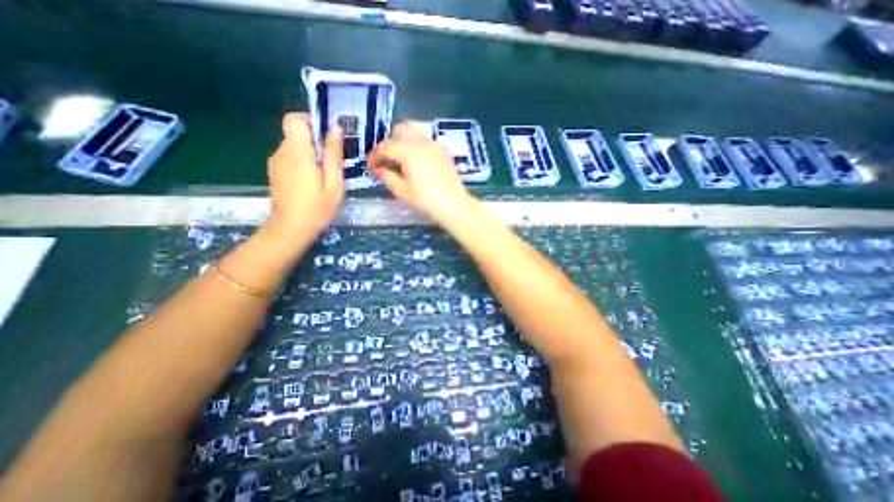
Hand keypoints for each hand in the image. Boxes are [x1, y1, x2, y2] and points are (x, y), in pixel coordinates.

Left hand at [262, 111, 343, 248]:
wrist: (290, 230)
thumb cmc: (317, 208)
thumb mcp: (334, 183)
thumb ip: (333, 155)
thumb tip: (335, 129)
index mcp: (297, 153)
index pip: (295, 119)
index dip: (311, 122)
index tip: (327, 138)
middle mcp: (282, 152)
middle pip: (297, 133)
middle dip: (316, 142)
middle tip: (333, 164)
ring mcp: (276, 162)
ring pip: (295, 146)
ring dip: (311, 155)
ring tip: (325, 177)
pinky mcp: (275, 172)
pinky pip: (291, 158)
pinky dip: (303, 163)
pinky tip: (313, 183)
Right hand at [367, 120, 477, 223]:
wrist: (454, 205)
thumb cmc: (426, 200)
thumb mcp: (402, 191)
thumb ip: (387, 176)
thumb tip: (378, 169)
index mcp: (408, 151)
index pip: (385, 146)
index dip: (374, 156)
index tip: (371, 167)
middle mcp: (421, 142)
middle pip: (400, 130)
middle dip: (390, 142)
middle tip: (387, 160)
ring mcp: (435, 145)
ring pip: (415, 132)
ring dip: (404, 141)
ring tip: (401, 160)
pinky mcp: (443, 152)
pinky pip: (426, 141)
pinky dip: (417, 146)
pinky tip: (417, 163)